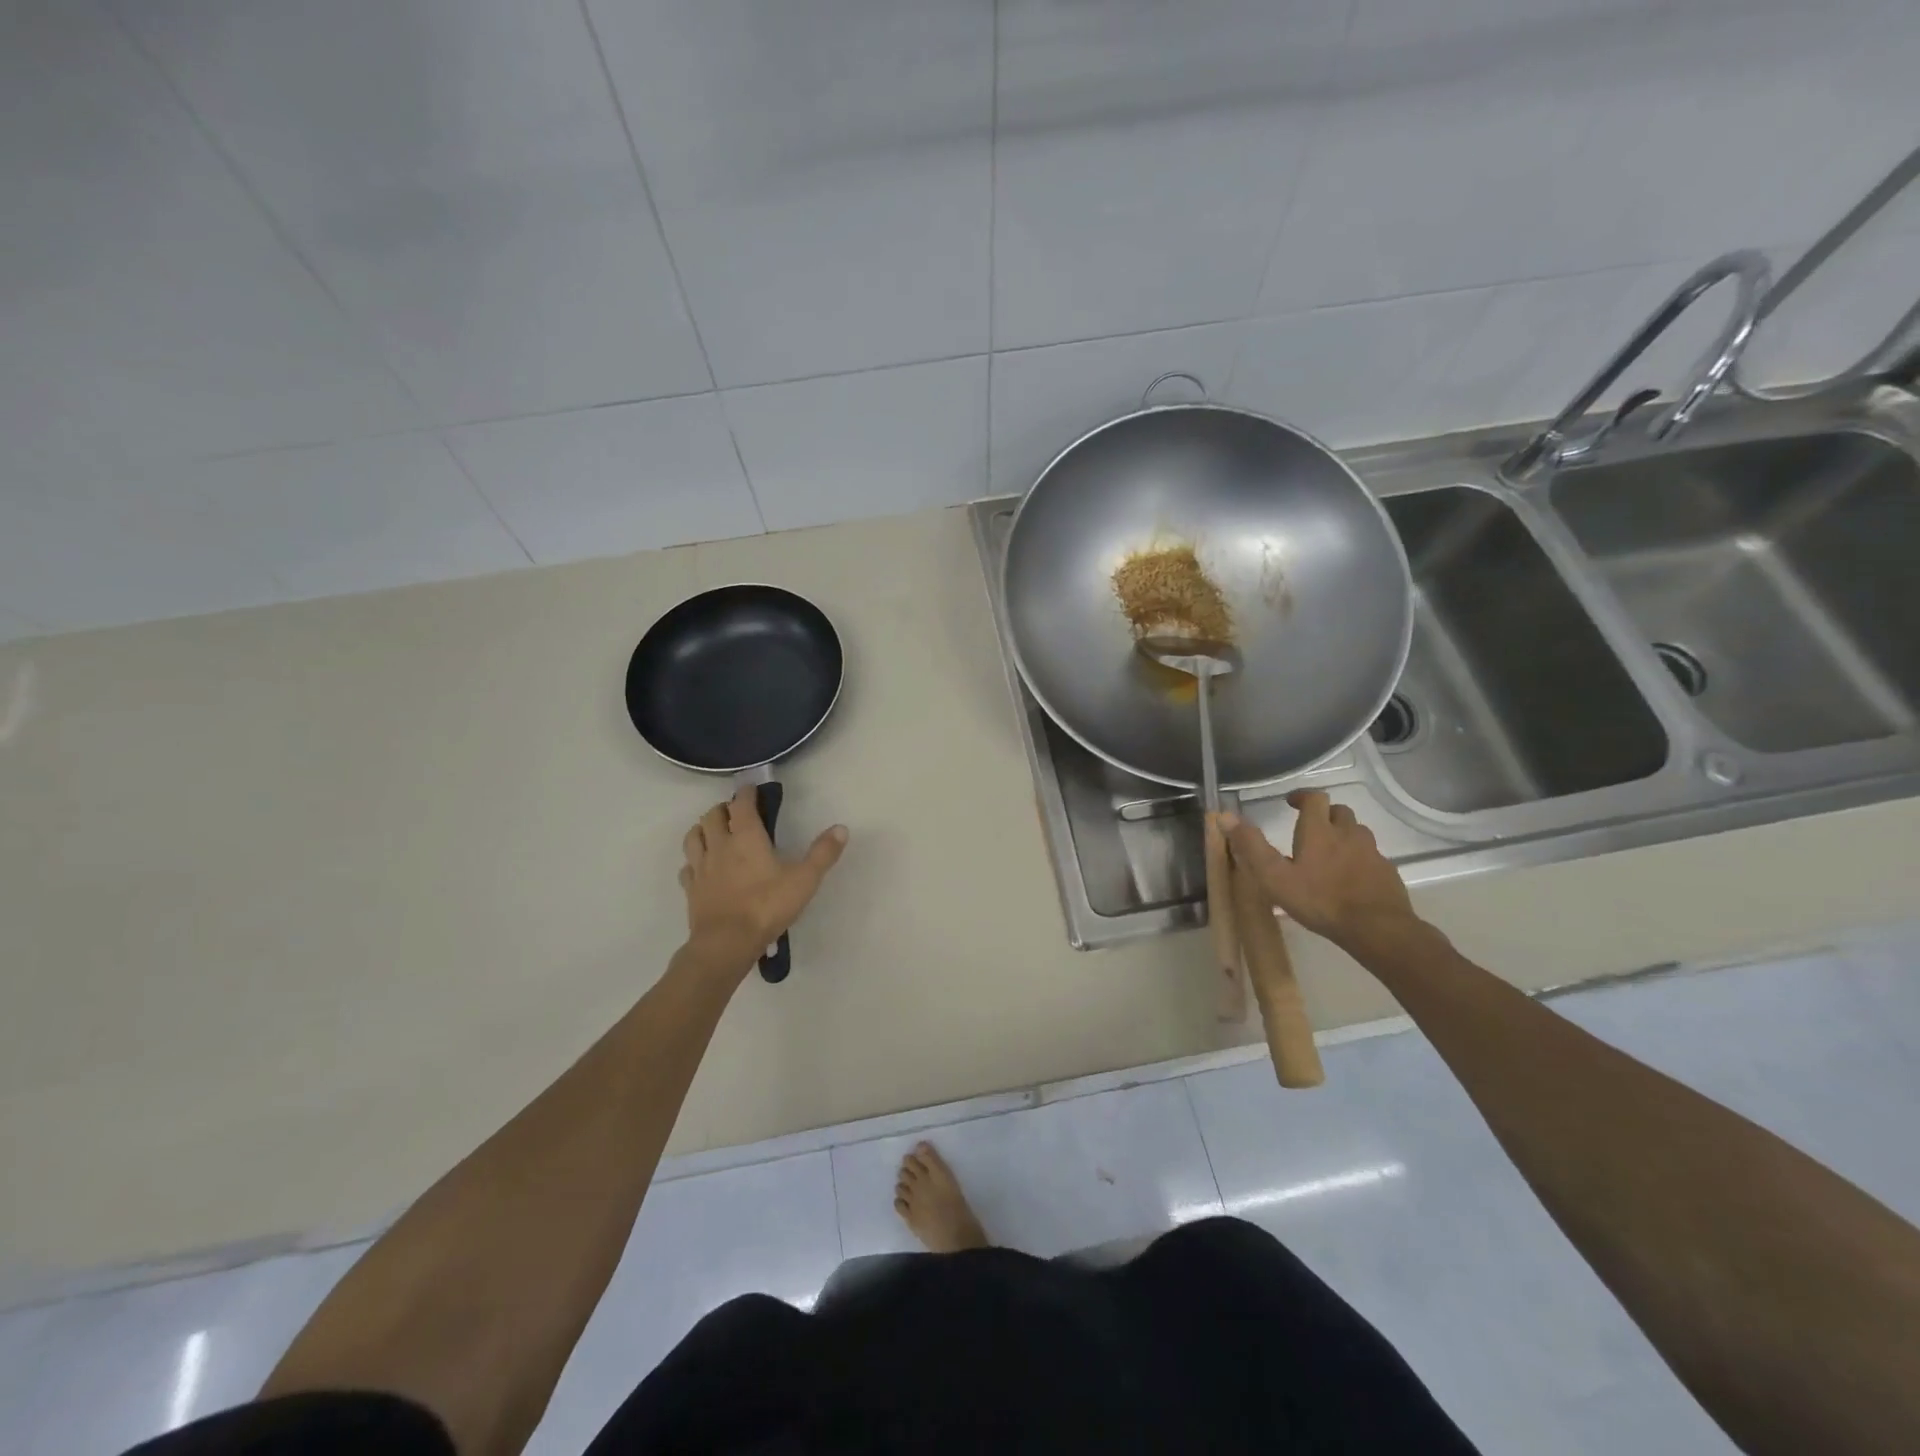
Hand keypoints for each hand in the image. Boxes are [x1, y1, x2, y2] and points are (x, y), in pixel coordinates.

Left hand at [679, 786, 847, 979]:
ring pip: (694, 836)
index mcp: (746, 837)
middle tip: (736, 812)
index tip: (752, 788)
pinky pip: (687, 866)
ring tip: (714, 831)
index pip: (741, 804)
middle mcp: (719, 845)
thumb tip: (841, 828)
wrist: (727, 943)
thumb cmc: (767, 907)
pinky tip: (702, 866)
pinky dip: (694, 860)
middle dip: (723, 808)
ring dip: (703, 828)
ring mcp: (701, 867)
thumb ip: (823, 853)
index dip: (746, 793)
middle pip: (712, 815)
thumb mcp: (804, 880)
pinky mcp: (690, 888)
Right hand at [1218, 790, 1414, 950]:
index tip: (1291, 803)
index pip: (1315, 798)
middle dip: (1324, 815)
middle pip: (1339, 812)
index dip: (1302, 797)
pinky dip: (1359, 860)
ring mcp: (1372, 853)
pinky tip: (1350, 879)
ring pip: (1357, 833)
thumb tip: (1225, 816)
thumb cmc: (1320, 900)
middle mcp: (1348, 834)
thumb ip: (1251, 846)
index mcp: (1319, 831)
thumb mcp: (1275, 877)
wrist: (1377, 928)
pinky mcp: (1387, 872)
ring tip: (1329, 855)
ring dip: (1343, 836)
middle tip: (1310, 830)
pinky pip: (1371, 857)